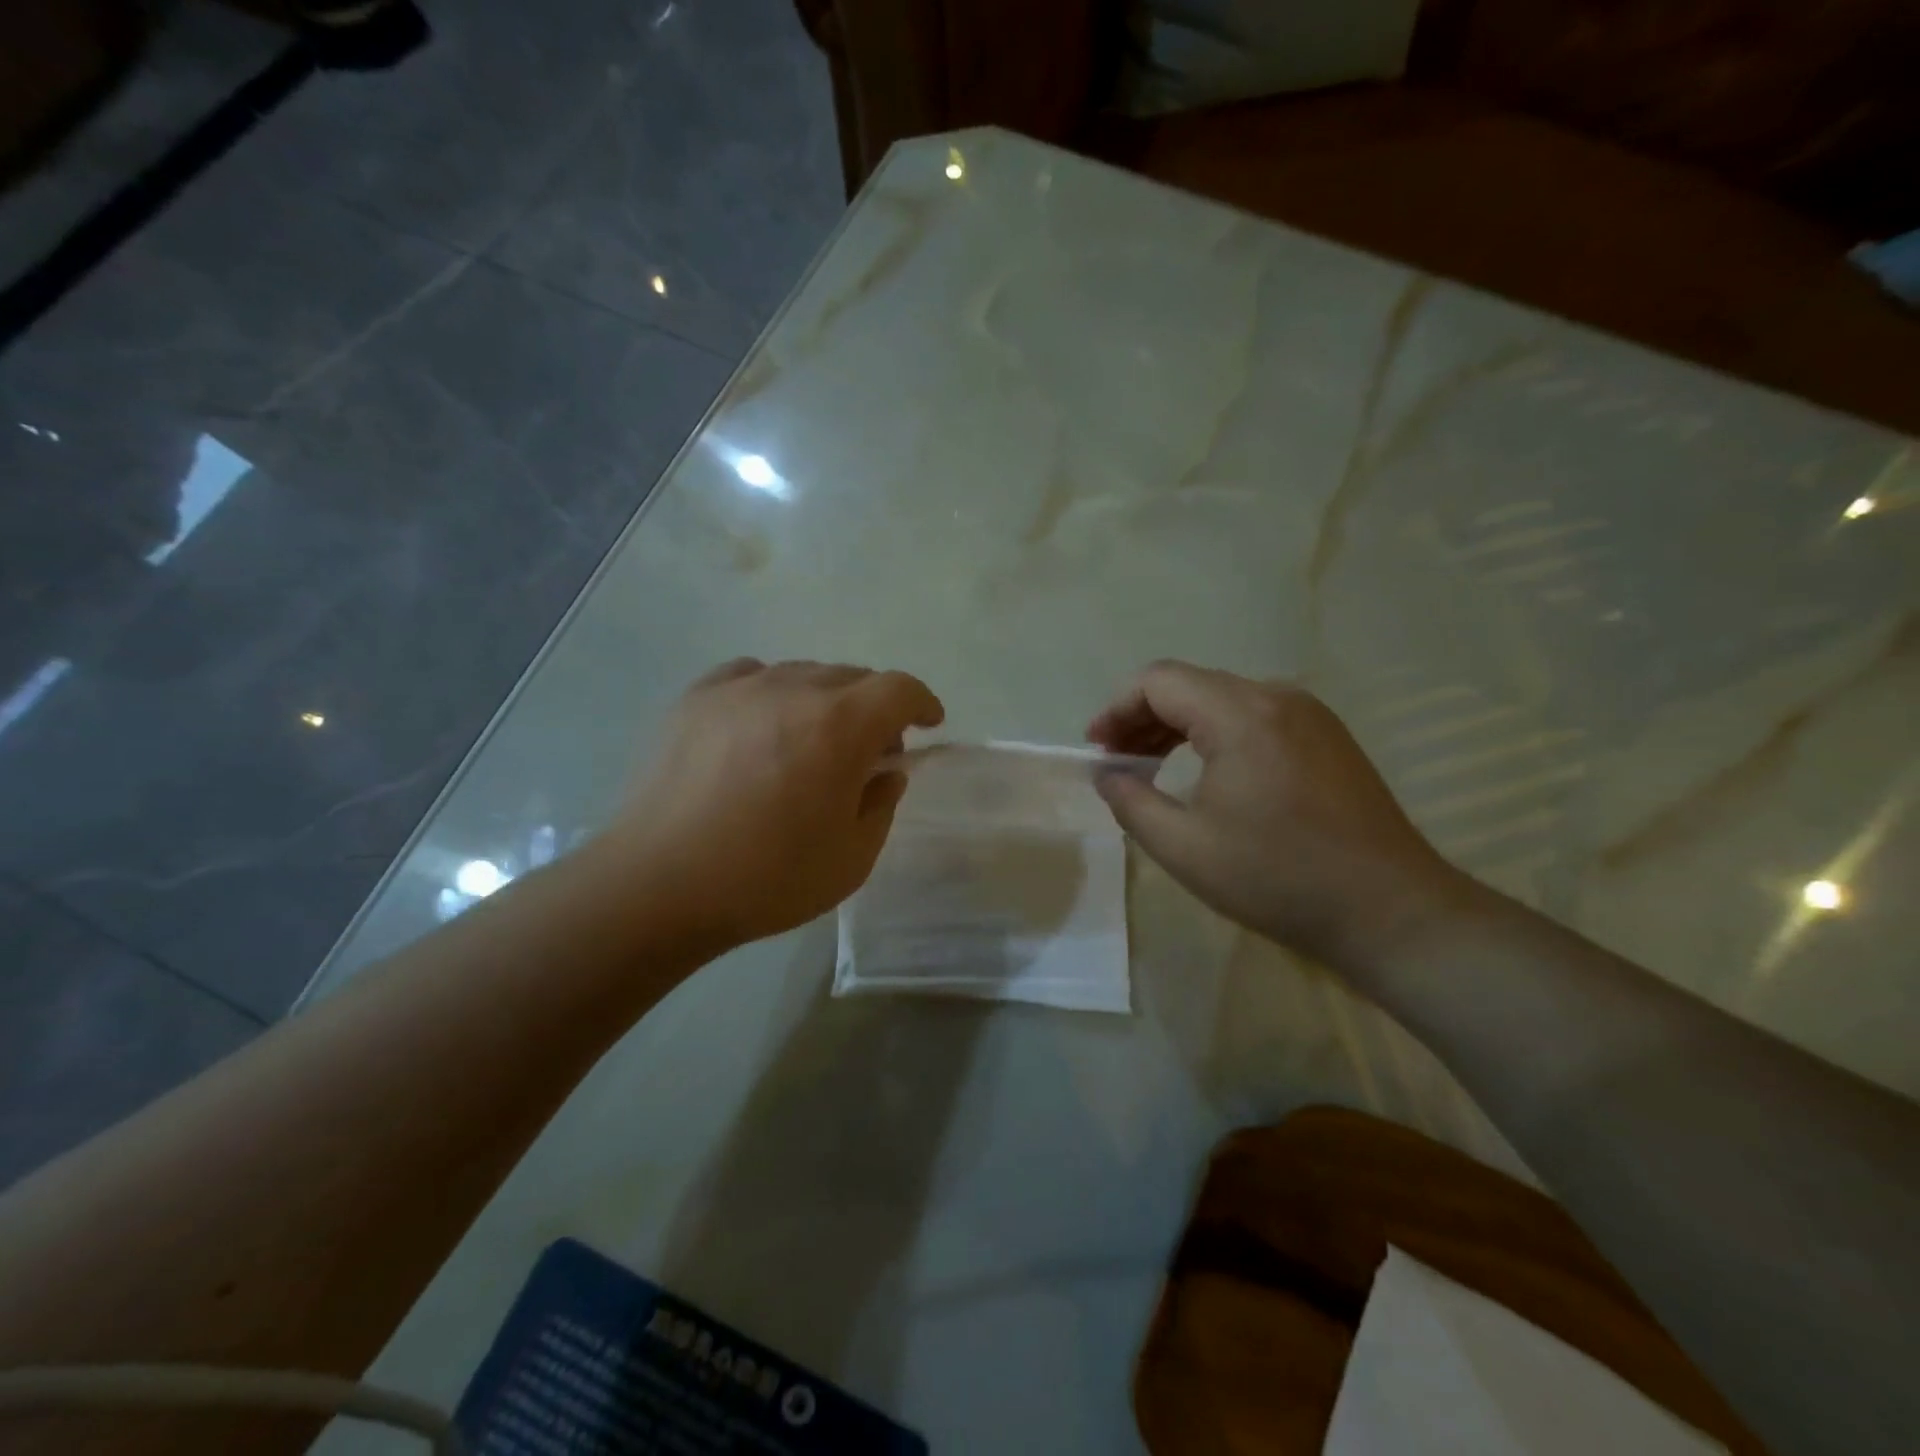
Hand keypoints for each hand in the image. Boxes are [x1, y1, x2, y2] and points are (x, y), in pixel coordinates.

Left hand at [609, 659, 943, 952]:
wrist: (658, 885)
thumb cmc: (767, 879)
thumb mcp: (852, 858)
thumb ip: (881, 804)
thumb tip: (884, 772)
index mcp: (840, 726)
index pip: (899, 689)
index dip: (922, 702)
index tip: (929, 724)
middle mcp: (793, 690)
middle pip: (852, 677)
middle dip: (874, 709)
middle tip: (868, 752)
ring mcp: (739, 688)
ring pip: (802, 674)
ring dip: (824, 702)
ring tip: (810, 743)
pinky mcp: (695, 698)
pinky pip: (751, 676)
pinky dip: (772, 693)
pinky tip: (760, 726)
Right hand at [1088, 661, 1470, 969]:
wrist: (1390, 910)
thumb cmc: (1277, 878)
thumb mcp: (1184, 846)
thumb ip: (1130, 801)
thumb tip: (1106, 774)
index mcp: (1240, 714)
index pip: (1158, 681)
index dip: (1116, 708)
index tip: (1096, 748)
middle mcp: (1276, 697)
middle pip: (1190, 685)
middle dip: (1142, 717)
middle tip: (1116, 762)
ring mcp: (1309, 714)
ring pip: (1222, 699)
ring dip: (1178, 725)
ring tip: (1150, 767)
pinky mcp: (1327, 737)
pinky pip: (1254, 716)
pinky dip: (1215, 733)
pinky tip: (1205, 771)